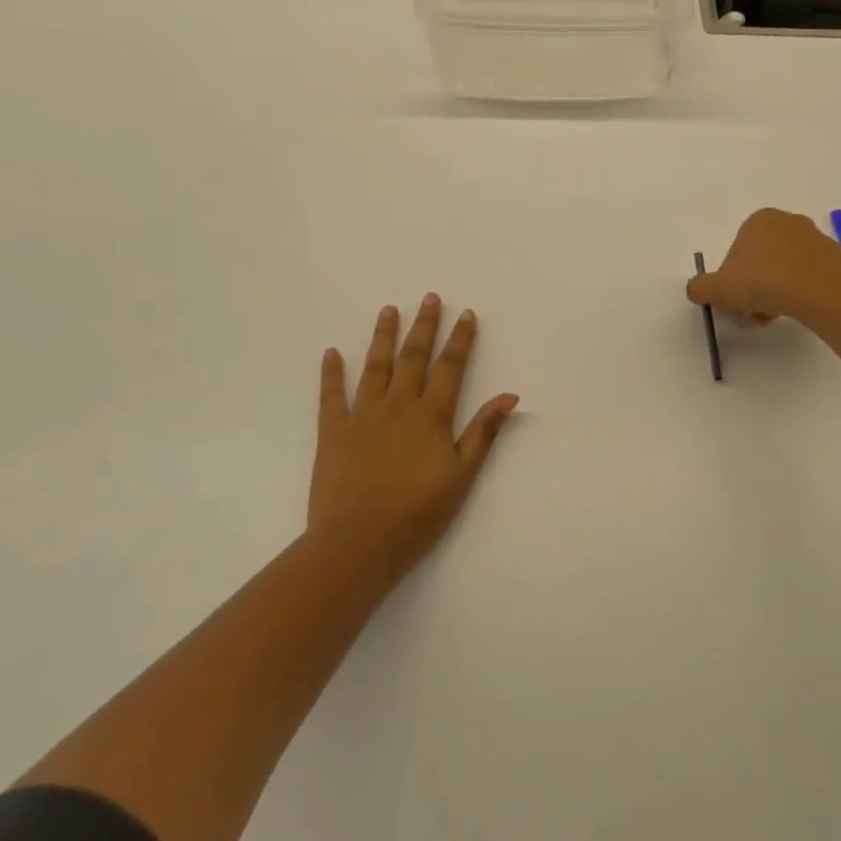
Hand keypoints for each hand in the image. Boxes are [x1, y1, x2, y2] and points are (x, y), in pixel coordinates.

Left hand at [308, 296, 518, 586]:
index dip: (460, 340)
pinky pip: (331, 395)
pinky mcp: (332, 432)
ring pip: (375, 366)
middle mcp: (397, 405)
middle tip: (429, 297)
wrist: (357, 543)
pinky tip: (331, 352)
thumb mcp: (461, 476)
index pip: (450, 368)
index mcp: (431, 416)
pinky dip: (331, 373)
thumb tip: (509, 395)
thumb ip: (483, 432)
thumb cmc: (417, 514)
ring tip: (388, 309)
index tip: (466, 314)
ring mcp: (362, 416)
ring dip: (383, 336)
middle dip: (424, 326)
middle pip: (413, 357)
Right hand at [687, 208, 840, 327]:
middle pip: (760, 262)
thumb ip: (700, 288)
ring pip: (784, 271)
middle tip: (754, 314)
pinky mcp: (837, 259)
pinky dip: (801, 293)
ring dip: (775, 295)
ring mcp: (816, 239)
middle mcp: (788, 222)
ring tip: (776, 316)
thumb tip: (696, 290)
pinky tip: (801, 311)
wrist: (822, 291)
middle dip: (754, 290)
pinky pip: (810, 278)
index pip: (736, 253)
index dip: (731, 282)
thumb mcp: (719, 288)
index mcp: (759, 220)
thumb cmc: (764, 281)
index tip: (736, 304)